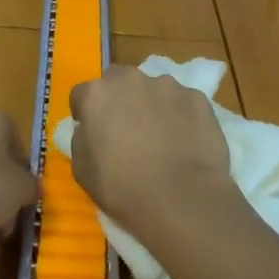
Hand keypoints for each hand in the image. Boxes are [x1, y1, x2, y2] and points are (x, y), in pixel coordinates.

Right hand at [68, 65, 235, 243]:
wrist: (184, 199)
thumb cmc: (125, 189)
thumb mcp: (83, 172)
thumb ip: (81, 140)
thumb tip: (89, 129)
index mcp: (98, 95)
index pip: (82, 95)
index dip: (85, 113)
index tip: (93, 133)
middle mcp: (131, 80)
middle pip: (118, 81)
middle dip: (118, 99)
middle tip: (126, 130)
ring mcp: (168, 85)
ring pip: (153, 89)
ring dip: (152, 105)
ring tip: (162, 137)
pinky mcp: (197, 97)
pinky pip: (183, 102)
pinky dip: (181, 115)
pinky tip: (186, 141)